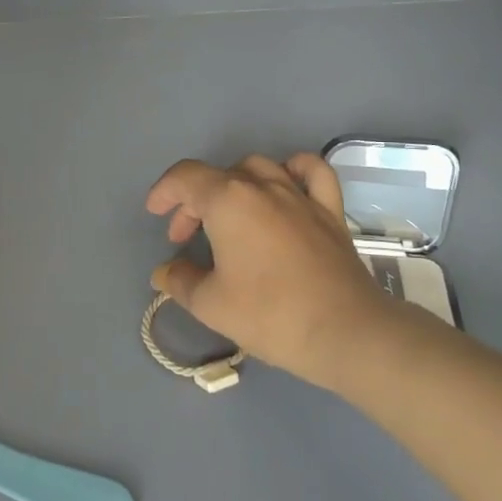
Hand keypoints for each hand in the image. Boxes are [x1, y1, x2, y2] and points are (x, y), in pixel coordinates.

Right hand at [145, 153, 404, 386]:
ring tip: (228, 214)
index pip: (185, 177)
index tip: (156, 215)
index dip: (164, 192)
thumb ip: (180, 281)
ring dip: (233, 185)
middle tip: (185, 238)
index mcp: (228, 201)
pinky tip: (284, 184)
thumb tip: (165, 272)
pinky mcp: (329, 210)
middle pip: (217, 177)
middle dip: (193, 202)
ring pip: (258, 167)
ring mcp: (299, 194)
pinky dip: (292, 170)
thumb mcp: (210, 304)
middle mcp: (262, 185)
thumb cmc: (270, 315)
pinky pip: (310, 172)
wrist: (345, 332)